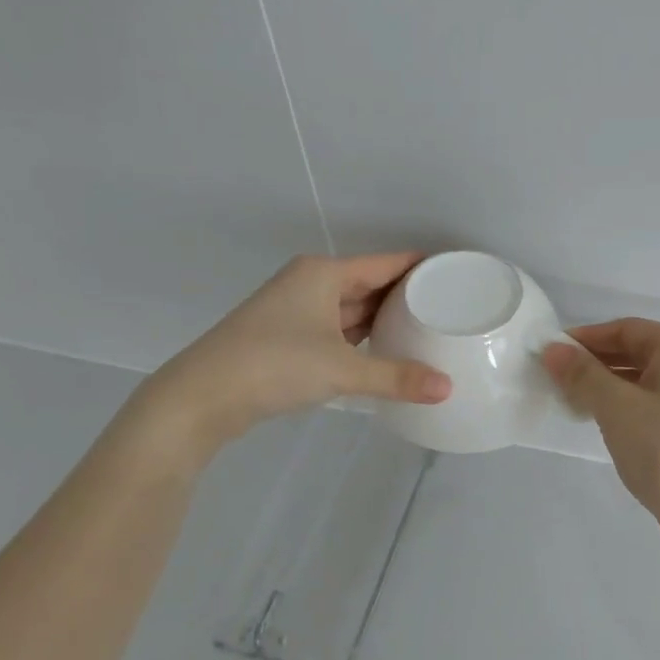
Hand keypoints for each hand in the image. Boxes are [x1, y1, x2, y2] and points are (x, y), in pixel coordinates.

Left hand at [135, 253, 450, 459]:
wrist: (201, 396)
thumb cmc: (274, 365)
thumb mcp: (342, 370)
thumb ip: (396, 377)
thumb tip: (448, 388)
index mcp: (323, 274)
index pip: (386, 263)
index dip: (422, 266)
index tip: (458, 274)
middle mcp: (310, 284)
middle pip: (370, 284)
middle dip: (407, 295)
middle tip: (452, 307)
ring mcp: (297, 311)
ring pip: (353, 308)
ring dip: (385, 319)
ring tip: (428, 329)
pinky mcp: (289, 338)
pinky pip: (339, 330)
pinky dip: (363, 338)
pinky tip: (386, 351)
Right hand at [542, 318, 659, 532]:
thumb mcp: (616, 408)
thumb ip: (582, 374)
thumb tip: (552, 349)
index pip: (626, 329)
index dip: (585, 338)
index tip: (551, 354)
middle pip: (636, 349)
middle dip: (594, 362)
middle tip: (556, 379)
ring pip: (644, 376)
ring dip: (607, 384)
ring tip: (572, 400)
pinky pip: (655, 398)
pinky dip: (626, 402)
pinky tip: (602, 419)